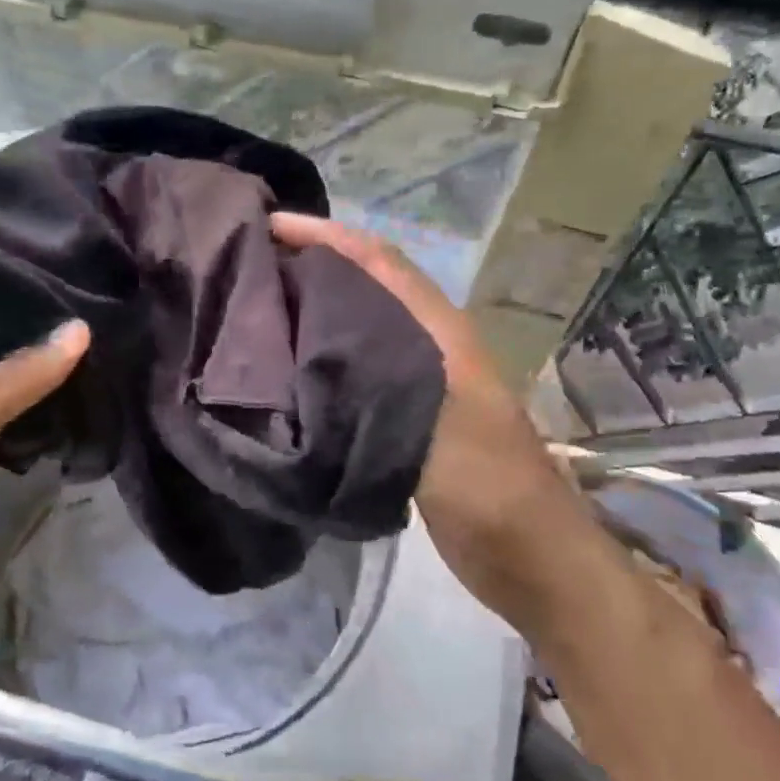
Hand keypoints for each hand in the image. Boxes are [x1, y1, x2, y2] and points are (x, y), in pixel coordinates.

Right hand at [269, 213, 574, 627]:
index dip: (326, 235)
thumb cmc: (490, 488)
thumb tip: (312, 344)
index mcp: (438, 331)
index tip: (268, 225)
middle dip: (312, 263)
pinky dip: (320, 355)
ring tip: (256, 306)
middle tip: (249, 263)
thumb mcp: (438, 429)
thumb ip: (383, 379)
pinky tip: (284, 368)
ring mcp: (418, 379)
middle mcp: (426, 343)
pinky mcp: (405, 415)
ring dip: (313, 306)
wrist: (530, 555)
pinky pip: (354, 368)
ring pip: (357, 325)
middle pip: (364, 284)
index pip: (377, 261)